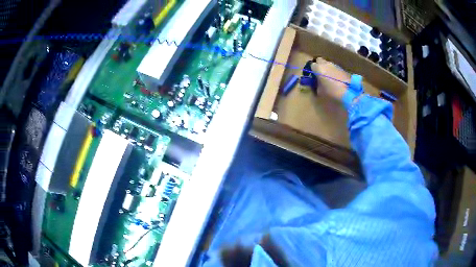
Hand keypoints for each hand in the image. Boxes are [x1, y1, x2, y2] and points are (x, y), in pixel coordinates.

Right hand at [311, 58, 350, 101]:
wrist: (348, 91)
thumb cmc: (332, 91)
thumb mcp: (320, 91)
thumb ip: (317, 85)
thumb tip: (317, 83)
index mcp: (318, 68)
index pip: (311, 65)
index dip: (312, 70)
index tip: (313, 76)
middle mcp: (326, 64)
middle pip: (319, 60)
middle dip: (319, 65)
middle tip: (319, 74)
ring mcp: (334, 65)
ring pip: (327, 64)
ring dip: (327, 68)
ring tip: (328, 77)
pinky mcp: (341, 68)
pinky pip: (334, 68)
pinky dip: (333, 71)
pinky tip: (335, 79)